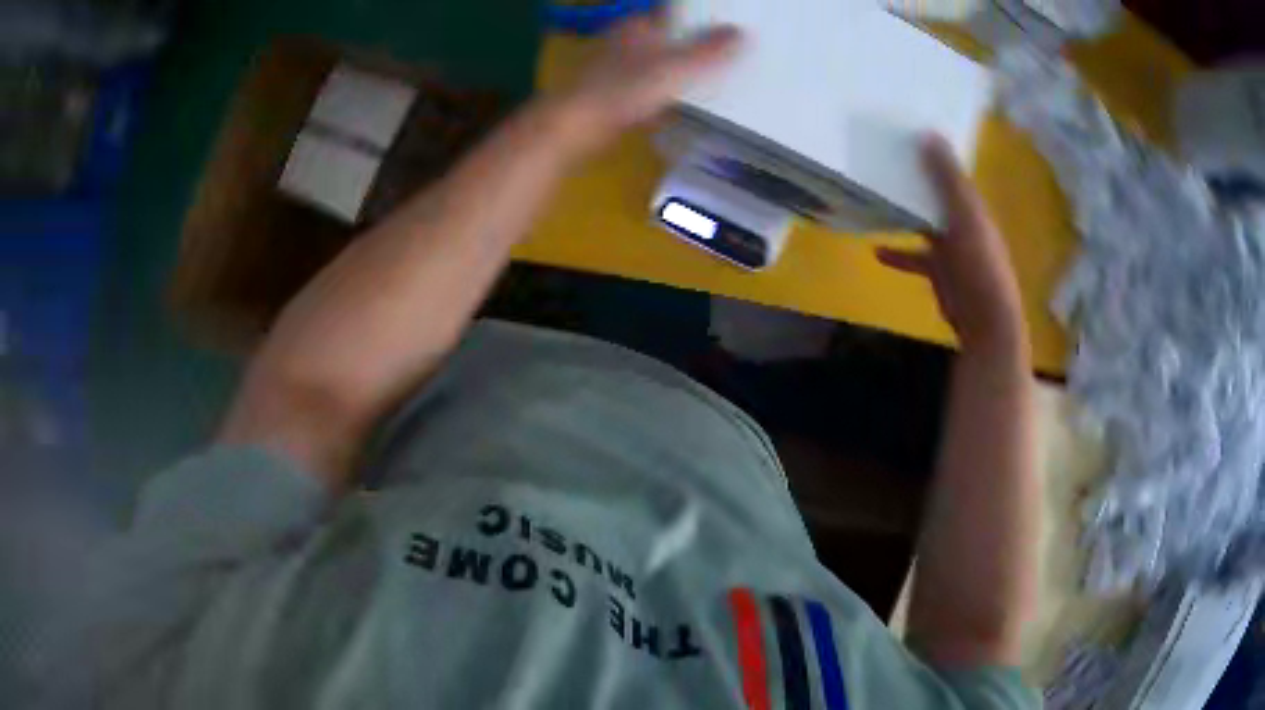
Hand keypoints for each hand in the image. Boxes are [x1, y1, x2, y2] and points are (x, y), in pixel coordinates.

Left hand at [548, 15, 743, 154]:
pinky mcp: (611, 95)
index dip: (699, 21)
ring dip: (677, 73)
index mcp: (637, 25)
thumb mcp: (678, 66)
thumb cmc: (627, 87)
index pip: (673, 15)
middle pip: (666, 40)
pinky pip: (646, 89)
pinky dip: (663, 95)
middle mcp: (623, 41)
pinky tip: (681, 107)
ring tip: (711, 82)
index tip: (726, 30)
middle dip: (692, 48)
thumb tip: (741, 33)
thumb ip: (711, 50)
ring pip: (655, 65)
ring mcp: (614, 69)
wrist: (578, 125)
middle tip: (726, 58)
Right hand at [877, 135, 1025, 351]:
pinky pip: (915, 256)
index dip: (933, 153)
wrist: (985, 319)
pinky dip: (898, 253)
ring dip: (905, 213)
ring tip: (876, 199)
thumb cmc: (979, 264)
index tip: (905, 133)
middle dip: (915, 180)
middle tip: (883, 161)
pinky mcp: (939, 272)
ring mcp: (951, 249)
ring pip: (924, 223)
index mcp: (973, 205)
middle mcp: (963, 223)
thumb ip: (947, 177)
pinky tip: (876, 250)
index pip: (951, 172)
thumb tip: (928, 132)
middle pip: (936, 195)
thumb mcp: (964, 215)